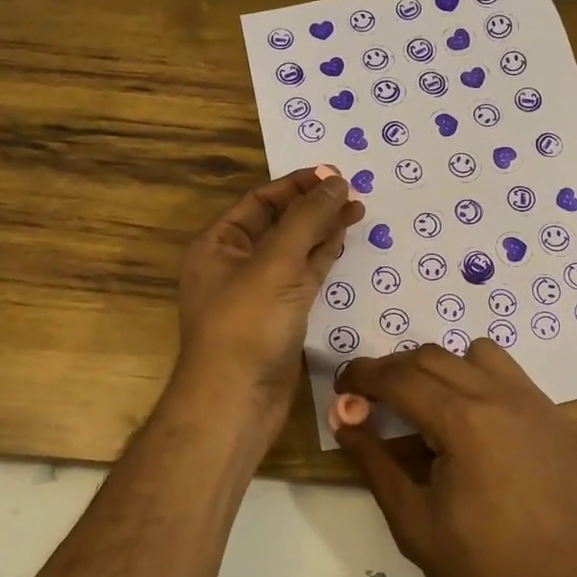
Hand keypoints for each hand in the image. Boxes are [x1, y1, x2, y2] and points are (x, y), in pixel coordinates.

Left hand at [174, 168, 361, 439]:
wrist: (236, 403)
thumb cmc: (247, 327)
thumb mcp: (276, 265)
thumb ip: (307, 220)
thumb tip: (335, 181)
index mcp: (218, 245)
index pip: (259, 200)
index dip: (296, 185)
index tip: (334, 174)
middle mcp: (235, 263)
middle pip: (279, 222)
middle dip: (314, 206)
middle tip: (353, 191)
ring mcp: (259, 291)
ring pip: (295, 250)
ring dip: (322, 230)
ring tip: (358, 210)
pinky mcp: (280, 315)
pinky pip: (303, 277)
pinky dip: (322, 258)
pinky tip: (342, 242)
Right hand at [334, 341, 576, 576]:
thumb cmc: (485, 566)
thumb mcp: (414, 522)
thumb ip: (375, 463)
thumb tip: (344, 420)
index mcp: (463, 421)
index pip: (400, 378)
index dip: (363, 376)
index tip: (341, 385)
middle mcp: (498, 395)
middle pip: (431, 356)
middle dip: (393, 369)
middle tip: (370, 397)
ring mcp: (530, 400)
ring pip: (472, 353)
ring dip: (438, 366)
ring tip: (424, 403)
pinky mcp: (550, 413)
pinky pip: (505, 371)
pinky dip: (475, 375)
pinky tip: (469, 416)